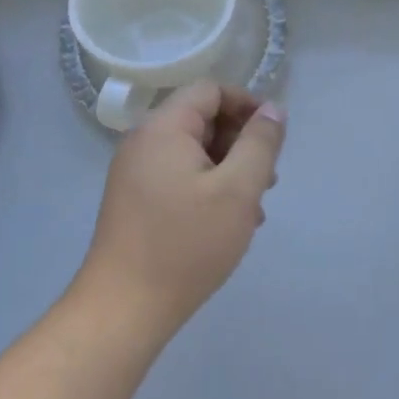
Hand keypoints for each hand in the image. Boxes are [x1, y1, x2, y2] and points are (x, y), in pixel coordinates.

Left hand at [77, 82, 286, 342]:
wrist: (124, 308)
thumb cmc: (186, 244)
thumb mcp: (237, 190)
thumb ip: (260, 144)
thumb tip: (272, 110)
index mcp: (163, 128)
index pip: (210, 90)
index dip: (247, 104)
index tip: (274, 137)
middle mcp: (143, 141)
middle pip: (201, 119)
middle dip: (240, 141)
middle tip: (267, 179)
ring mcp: (135, 172)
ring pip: (192, 152)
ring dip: (228, 168)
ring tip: (253, 206)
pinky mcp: (134, 200)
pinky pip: (178, 176)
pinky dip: (207, 187)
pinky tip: (227, 222)